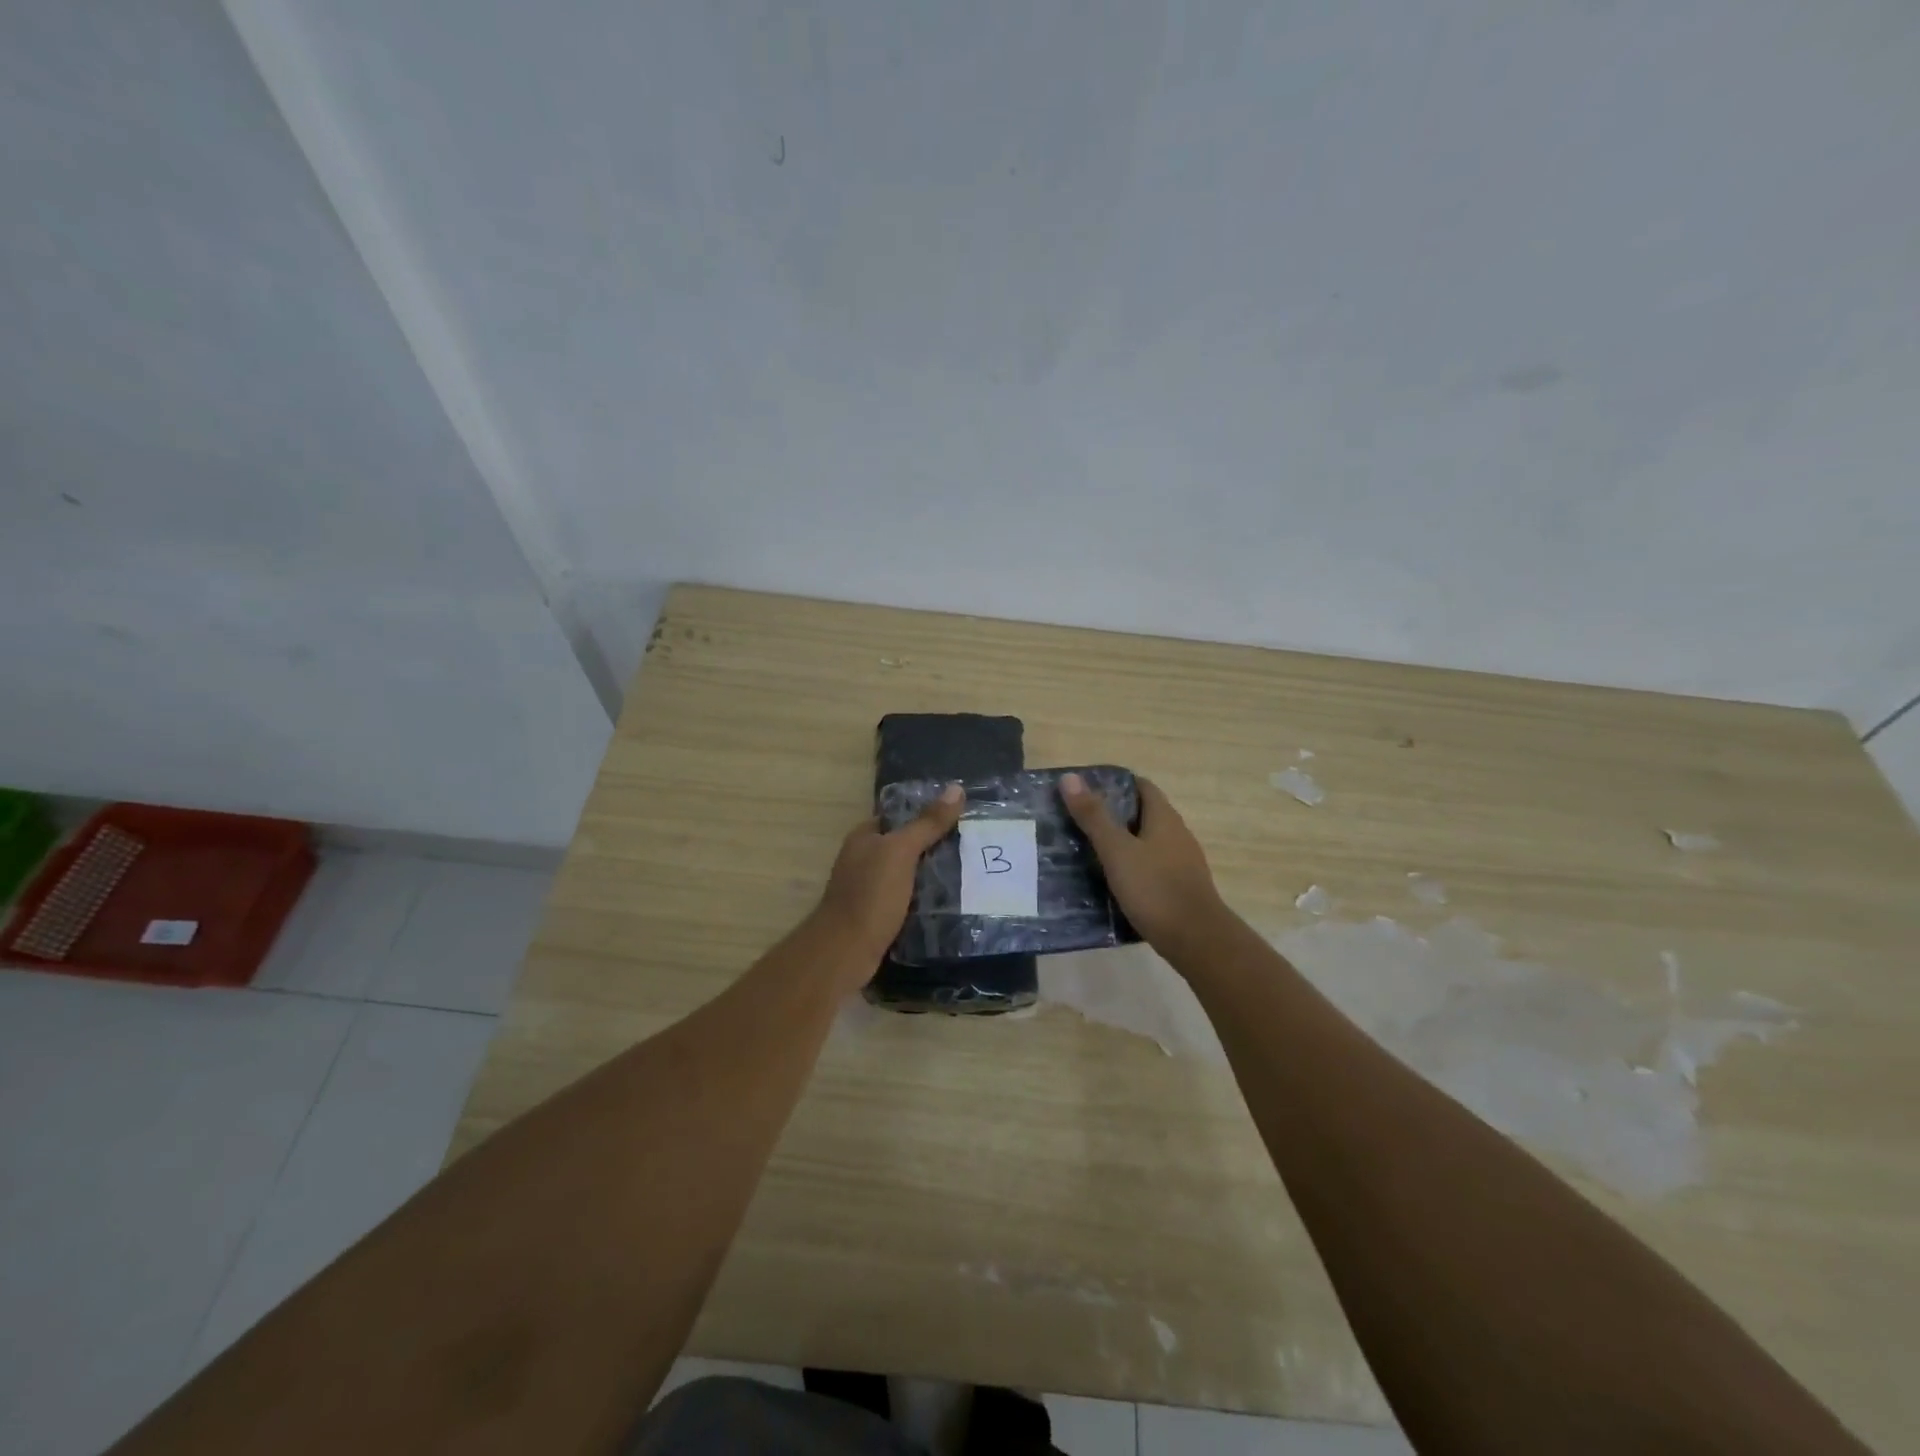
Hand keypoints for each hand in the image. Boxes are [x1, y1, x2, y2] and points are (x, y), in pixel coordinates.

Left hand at [812, 783, 965, 985]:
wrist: (845, 951)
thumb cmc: (870, 894)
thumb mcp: (901, 852)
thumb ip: (927, 823)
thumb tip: (956, 788)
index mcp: (864, 837)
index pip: (899, 816)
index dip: (927, 814)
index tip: (961, 817)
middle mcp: (863, 859)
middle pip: (905, 846)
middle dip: (935, 846)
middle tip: (972, 846)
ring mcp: (869, 889)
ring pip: (908, 875)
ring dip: (932, 875)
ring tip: (969, 873)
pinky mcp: (878, 915)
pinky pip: (908, 900)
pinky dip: (926, 900)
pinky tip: (950, 902)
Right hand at [1061, 773, 1228, 953]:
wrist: (1196, 940)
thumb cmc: (1155, 888)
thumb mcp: (1117, 851)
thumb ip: (1093, 816)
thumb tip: (1070, 777)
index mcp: (1164, 818)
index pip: (1141, 786)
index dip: (1115, 784)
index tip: (1085, 790)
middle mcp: (1177, 834)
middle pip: (1143, 814)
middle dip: (1113, 814)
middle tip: (1078, 820)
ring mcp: (1181, 862)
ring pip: (1146, 842)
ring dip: (1121, 842)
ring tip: (1087, 850)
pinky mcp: (1179, 887)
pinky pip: (1151, 867)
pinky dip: (1131, 866)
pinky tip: (1111, 881)